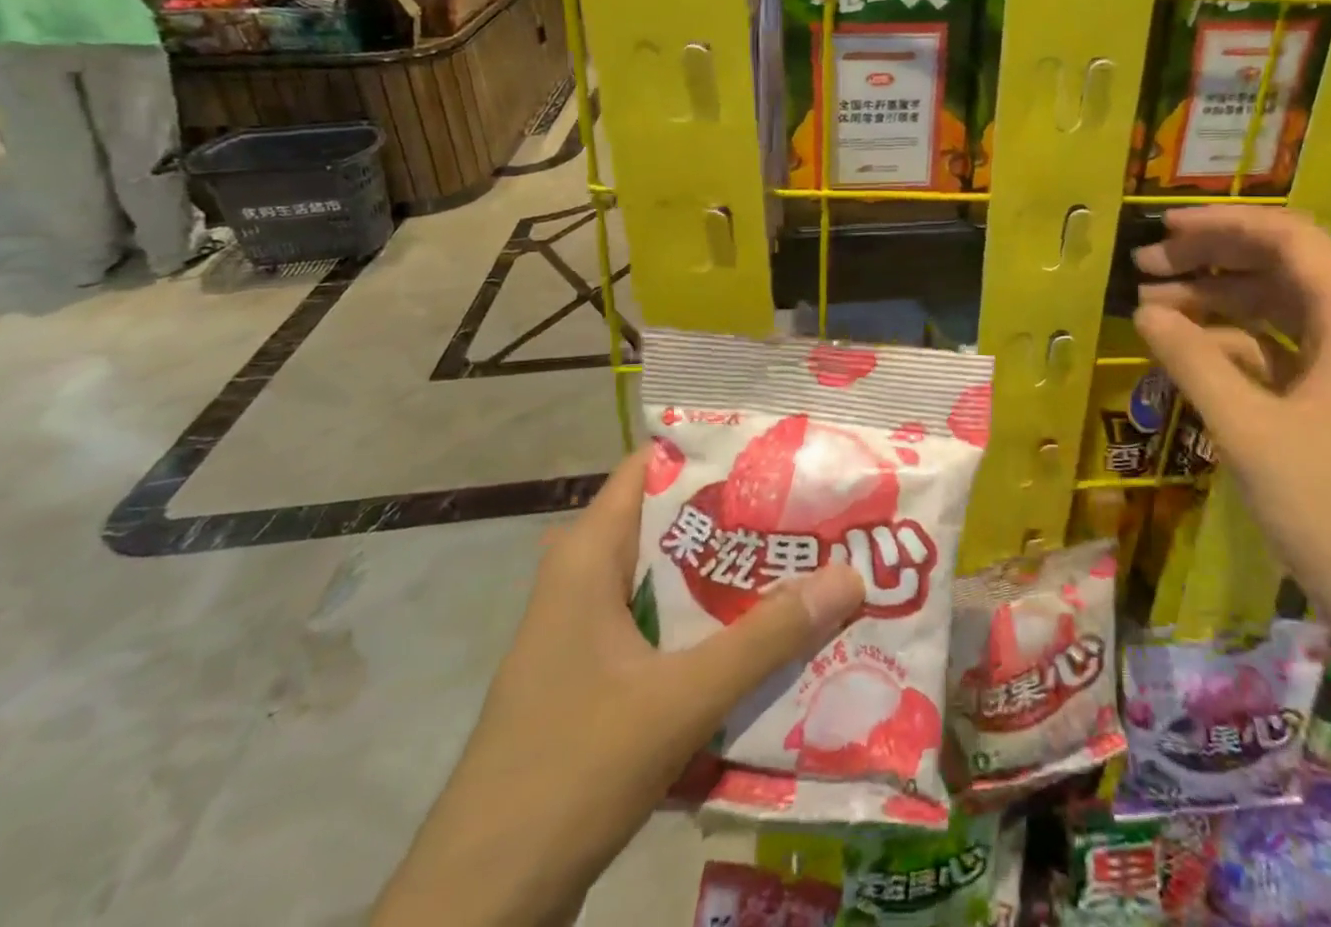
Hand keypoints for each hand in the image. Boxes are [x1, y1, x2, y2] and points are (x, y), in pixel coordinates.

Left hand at [373, 447, 864, 926]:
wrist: (479, 910)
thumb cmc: (570, 773)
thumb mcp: (681, 699)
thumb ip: (767, 637)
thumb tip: (851, 575)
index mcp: (588, 556)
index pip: (653, 467)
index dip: (715, 450)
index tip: (781, 450)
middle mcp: (584, 579)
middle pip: (673, 523)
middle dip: (741, 516)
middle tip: (813, 506)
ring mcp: (587, 633)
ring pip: (671, 579)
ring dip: (731, 576)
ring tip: (806, 561)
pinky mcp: (596, 679)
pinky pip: (665, 628)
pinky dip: (712, 625)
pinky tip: (767, 638)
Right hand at [1133, 207, 1330, 650]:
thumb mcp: (1249, 430)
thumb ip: (1192, 360)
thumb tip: (1143, 310)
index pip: (1287, 237)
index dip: (1221, 224)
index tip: (1164, 228)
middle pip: (1279, 267)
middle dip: (1209, 261)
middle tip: (1145, 267)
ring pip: (1278, 309)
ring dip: (1217, 303)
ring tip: (1154, 308)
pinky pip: (1284, 351)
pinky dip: (1237, 345)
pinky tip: (1192, 355)